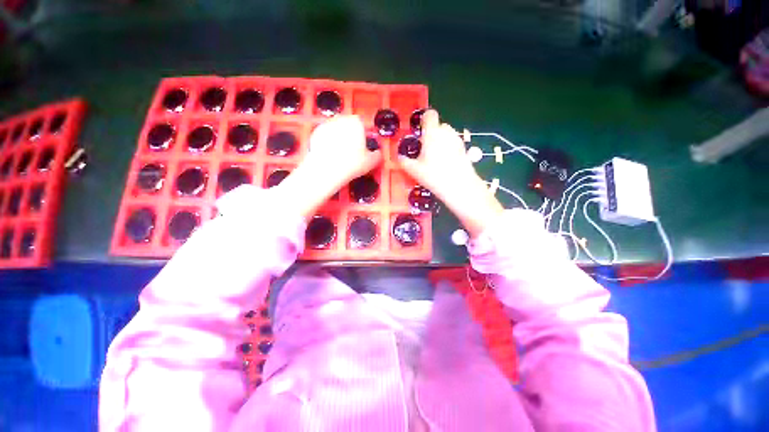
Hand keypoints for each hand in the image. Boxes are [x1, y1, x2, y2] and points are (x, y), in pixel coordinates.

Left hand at [276, 115, 381, 218]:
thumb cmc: (352, 164)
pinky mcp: (315, 132)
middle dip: (350, 135)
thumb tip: (378, 153)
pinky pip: (326, 136)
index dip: (363, 136)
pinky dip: (328, 143)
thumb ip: (377, 155)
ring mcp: (326, 124)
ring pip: (336, 130)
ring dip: (339, 138)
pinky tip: (330, 154)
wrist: (327, 169)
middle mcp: (341, 119)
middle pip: (348, 126)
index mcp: (356, 122)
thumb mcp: (371, 162)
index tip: (362, 147)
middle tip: (352, 152)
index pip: (362, 125)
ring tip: (340, 154)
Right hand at [398, 110, 503, 236]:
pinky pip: (453, 144)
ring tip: (435, 158)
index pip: (430, 115)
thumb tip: (400, 158)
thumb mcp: (414, 170)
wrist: (460, 186)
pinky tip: (445, 164)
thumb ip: (404, 162)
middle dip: (432, 134)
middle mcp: (446, 132)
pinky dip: (448, 149)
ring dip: (440, 141)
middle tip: (425, 150)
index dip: (424, 120)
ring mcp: (457, 140)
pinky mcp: (464, 149)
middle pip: (438, 126)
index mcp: (432, 133)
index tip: (420, 131)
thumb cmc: (434, 175)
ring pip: (447, 135)